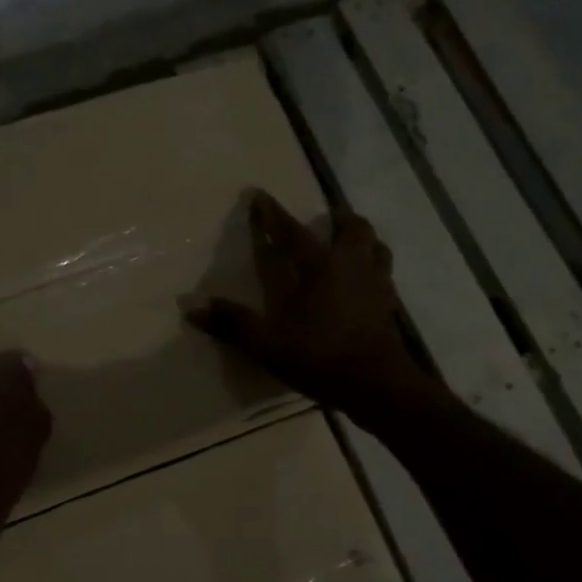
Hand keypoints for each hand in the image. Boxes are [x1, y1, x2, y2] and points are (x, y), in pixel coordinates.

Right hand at [185, 191, 420, 416]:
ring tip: (350, 245)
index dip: (272, 214)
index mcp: (320, 267)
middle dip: (339, 218)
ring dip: (363, 241)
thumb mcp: (267, 343)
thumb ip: (233, 323)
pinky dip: (373, 271)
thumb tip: (192, 308)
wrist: (377, 385)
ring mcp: (377, 286)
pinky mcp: (389, 308)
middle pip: (353, 229)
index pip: (291, 232)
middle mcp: (352, 266)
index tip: (259, 195)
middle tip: (328, 218)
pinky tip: (363, 285)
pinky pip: (384, 276)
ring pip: (377, 248)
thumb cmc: (320, 356)